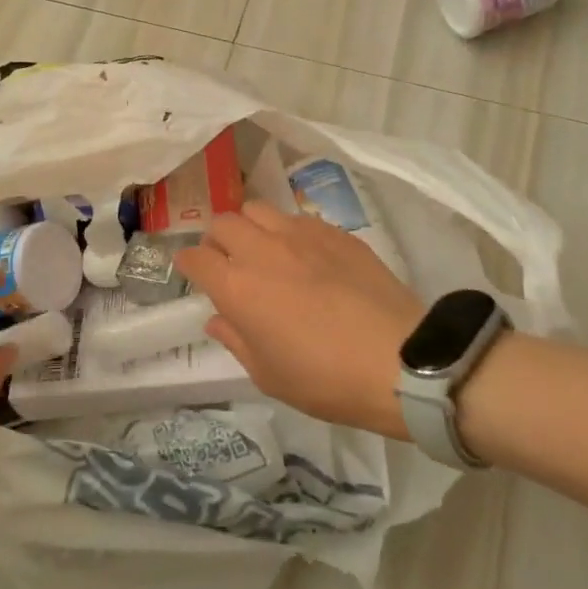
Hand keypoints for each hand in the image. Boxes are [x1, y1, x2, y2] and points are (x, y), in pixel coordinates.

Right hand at [175, 201, 424, 439]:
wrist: (400, 360)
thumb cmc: (327, 379)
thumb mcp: (269, 375)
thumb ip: (236, 340)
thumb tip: (218, 318)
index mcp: (238, 287)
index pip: (195, 257)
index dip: (187, 264)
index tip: (192, 272)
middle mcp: (261, 250)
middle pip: (222, 223)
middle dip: (217, 240)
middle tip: (229, 263)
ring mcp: (299, 234)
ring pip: (257, 209)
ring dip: (250, 227)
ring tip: (264, 250)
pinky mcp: (333, 231)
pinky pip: (296, 217)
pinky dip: (287, 230)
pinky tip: (304, 255)